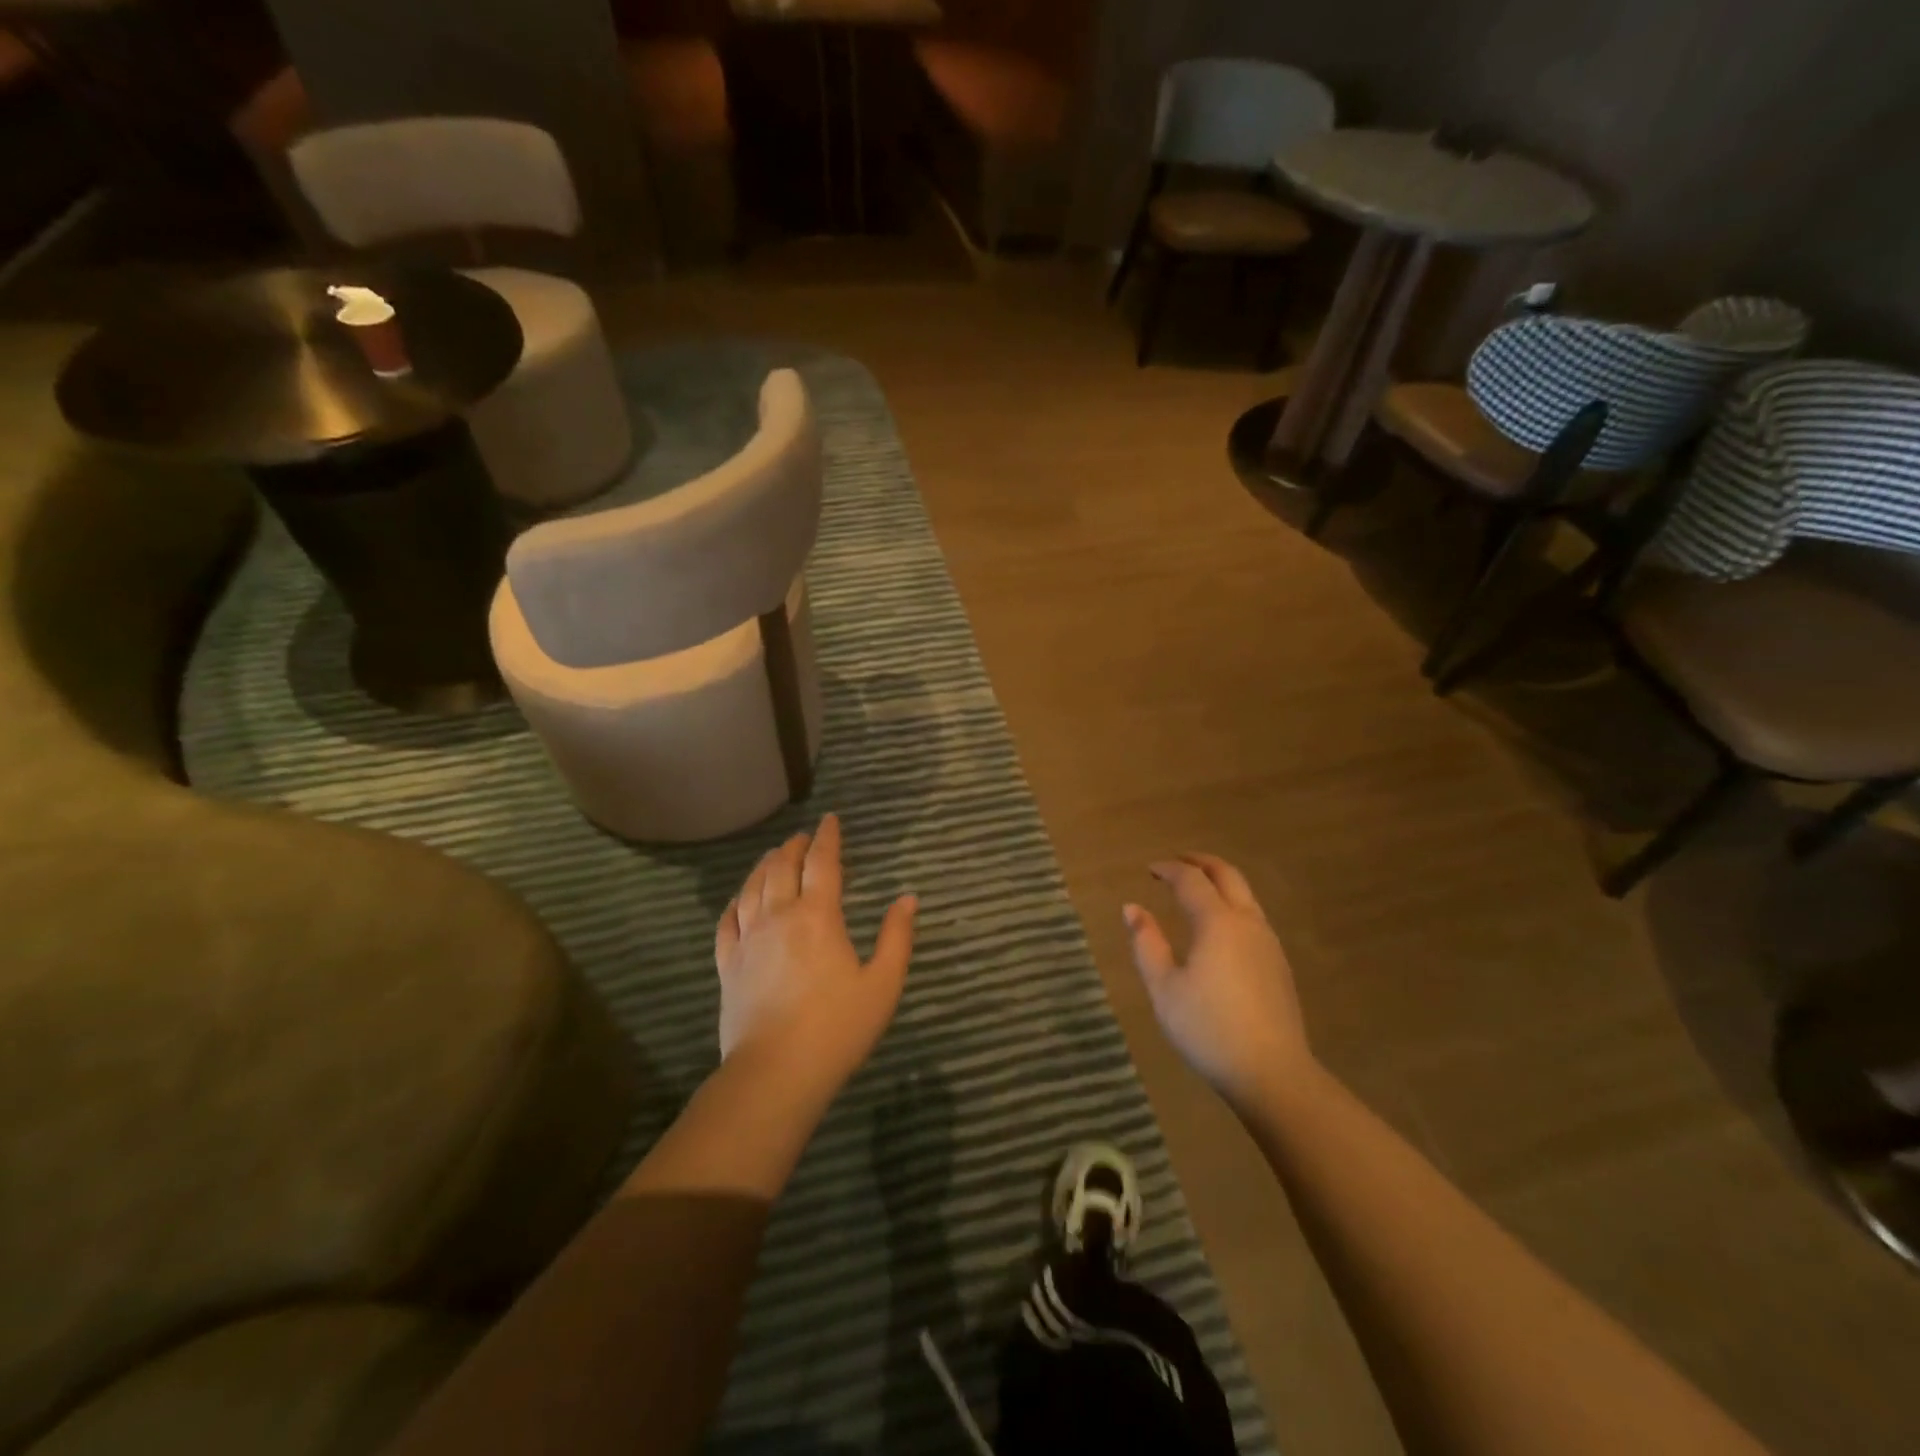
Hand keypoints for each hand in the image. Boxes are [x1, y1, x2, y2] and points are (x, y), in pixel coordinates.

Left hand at [714, 814, 917, 1099]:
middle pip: (782, 867)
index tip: (830, 820)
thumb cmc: (837, 1028)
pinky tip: (739, 899)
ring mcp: (748, 940)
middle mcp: (778, 916)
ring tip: (773, 856)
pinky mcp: (727, 965)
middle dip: (794, 846)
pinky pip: (726, 921)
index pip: (822, 862)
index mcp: (818, 916)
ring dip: (764, 865)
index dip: (827, 837)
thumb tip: (907, 898)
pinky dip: (735, 901)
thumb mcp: (883, 984)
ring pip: (751, 888)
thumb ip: (896, 937)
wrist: (775, 1073)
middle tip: (802, 837)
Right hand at [1123, 854, 1312, 1112]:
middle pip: (1227, 876)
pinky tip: (1218, 928)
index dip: (1169, 869)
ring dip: (1220, 883)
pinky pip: (1253, 917)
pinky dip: (1232, 905)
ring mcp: (1268, 943)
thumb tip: (1132, 908)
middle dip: (1201, 863)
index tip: (1150, 870)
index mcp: (1217, 922)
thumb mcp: (1164, 988)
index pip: (1191, 880)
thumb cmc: (1208, 1029)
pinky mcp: (1278, 965)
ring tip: (1196, 891)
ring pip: (1245, 896)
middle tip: (1177, 862)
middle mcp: (1247, 923)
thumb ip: (1146, 943)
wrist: (1272, 1074)